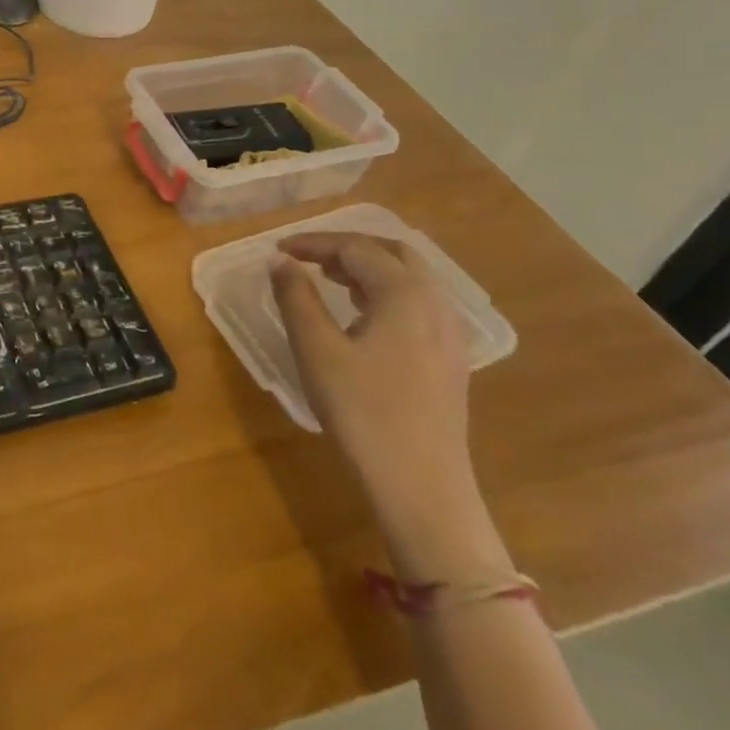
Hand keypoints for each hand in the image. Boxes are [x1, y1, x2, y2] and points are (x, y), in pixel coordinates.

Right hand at [271, 233, 474, 520]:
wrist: (422, 487)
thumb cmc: (363, 411)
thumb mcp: (316, 348)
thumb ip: (295, 296)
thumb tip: (280, 260)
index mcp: (404, 293)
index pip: (355, 248)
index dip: (314, 243)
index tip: (279, 250)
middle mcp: (435, 303)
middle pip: (392, 253)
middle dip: (347, 248)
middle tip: (309, 258)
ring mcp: (450, 333)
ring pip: (409, 278)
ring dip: (369, 269)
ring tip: (330, 280)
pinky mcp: (451, 359)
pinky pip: (419, 304)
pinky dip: (387, 292)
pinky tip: (364, 316)